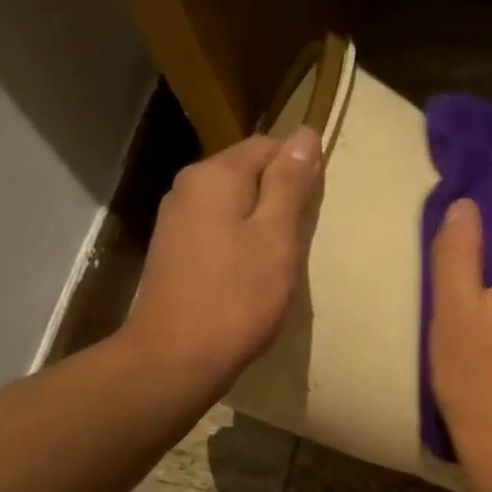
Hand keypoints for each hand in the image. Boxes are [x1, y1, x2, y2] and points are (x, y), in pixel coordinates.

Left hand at [121, 127, 322, 390]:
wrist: (177, 357)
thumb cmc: (238, 297)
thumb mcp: (276, 237)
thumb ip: (290, 184)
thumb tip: (304, 134)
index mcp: (214, 175)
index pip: (267, 146)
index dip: (299, 169)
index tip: (317, 208)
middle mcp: (188, 187)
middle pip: (247, 172)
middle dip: (280, 196)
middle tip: (303, 237)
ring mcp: (175, 220)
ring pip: (232, 203)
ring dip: (261, 221)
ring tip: (282, 257)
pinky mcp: (173, 251)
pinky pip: (217, 228)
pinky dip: (240, 240)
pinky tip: (251, 272)